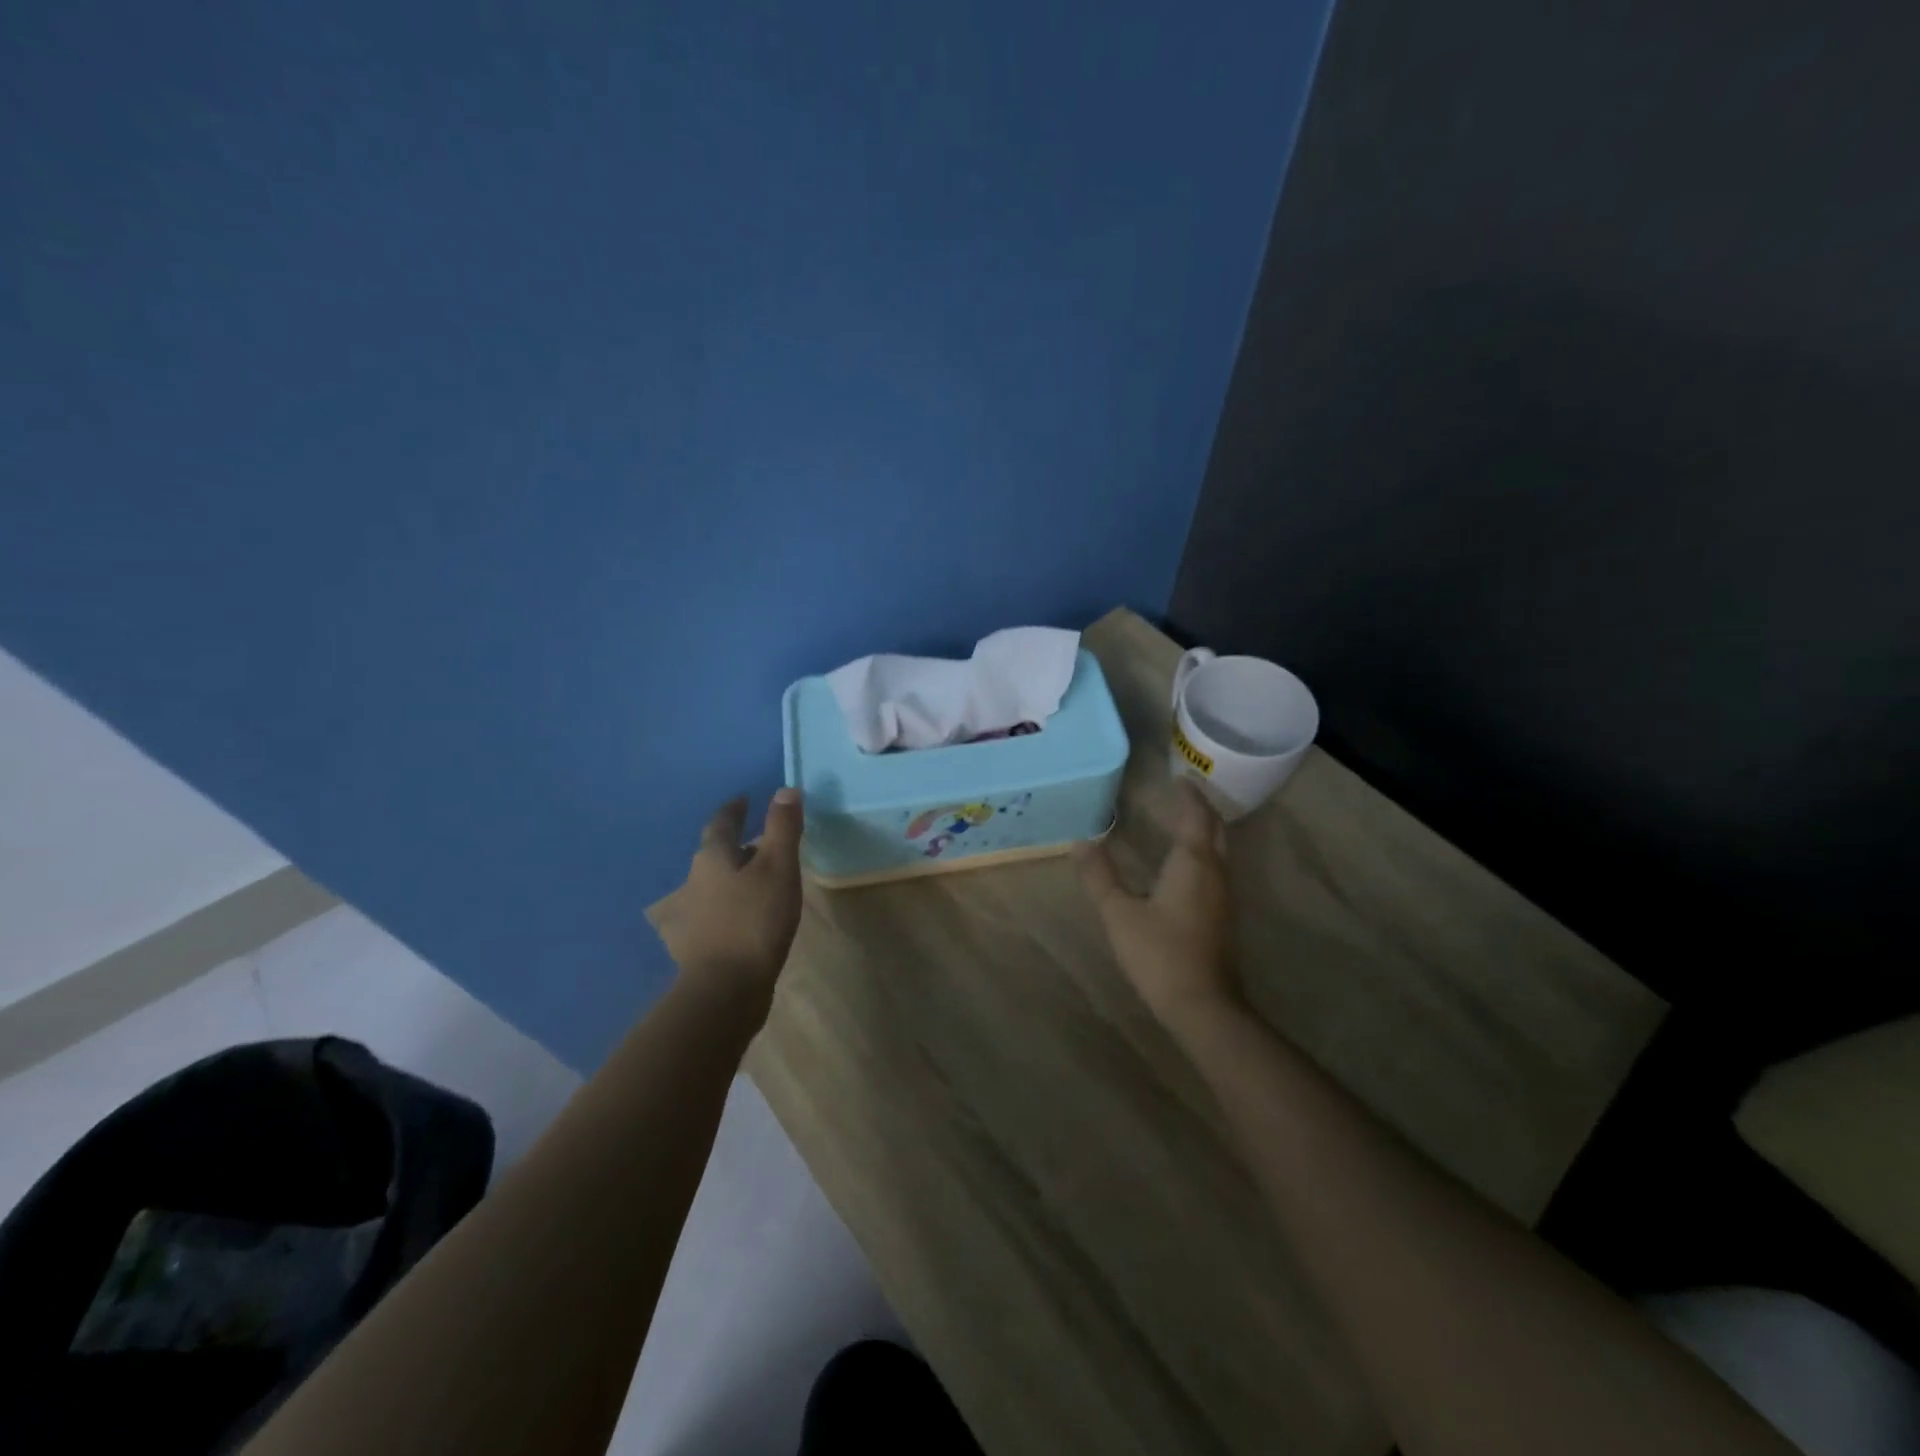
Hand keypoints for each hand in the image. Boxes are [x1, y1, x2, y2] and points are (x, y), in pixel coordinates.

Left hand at [661, 788, 804, 1003]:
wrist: (725, 988)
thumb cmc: (755, 919)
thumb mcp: (778, 866)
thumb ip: (782, 828)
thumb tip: (785, 790)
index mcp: (712, 858)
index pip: (721, 823)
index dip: (735, 810)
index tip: (744, 800)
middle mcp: (695, 881)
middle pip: (715, 853)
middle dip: (735, 843)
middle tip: (759, 839)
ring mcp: (693, 915)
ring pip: (715, 884)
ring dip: (734, 876)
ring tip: (759, 877)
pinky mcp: (698, 944)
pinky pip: (716, 912)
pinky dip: (732, 905)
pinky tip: (746, 916)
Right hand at [1075, 778, 1238, 1023]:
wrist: (1203, 1007)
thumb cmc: (1160, 954)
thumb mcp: (1119, 914)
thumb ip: (1099, 877)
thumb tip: (1081, 842)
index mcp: (1194, 863)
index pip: (1196, 816)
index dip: (1189, 795)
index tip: (1178, 778)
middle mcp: (1216, 873)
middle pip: (1216, 830)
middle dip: (1202, 809)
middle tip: (1183, 794)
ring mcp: (1223, 897)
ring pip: (1220, 851)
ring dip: (1204, 831)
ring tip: (1182, 821)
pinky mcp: (1222, 917)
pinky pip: (1216, 870)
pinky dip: (1204, 853)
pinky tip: (1184, 865)